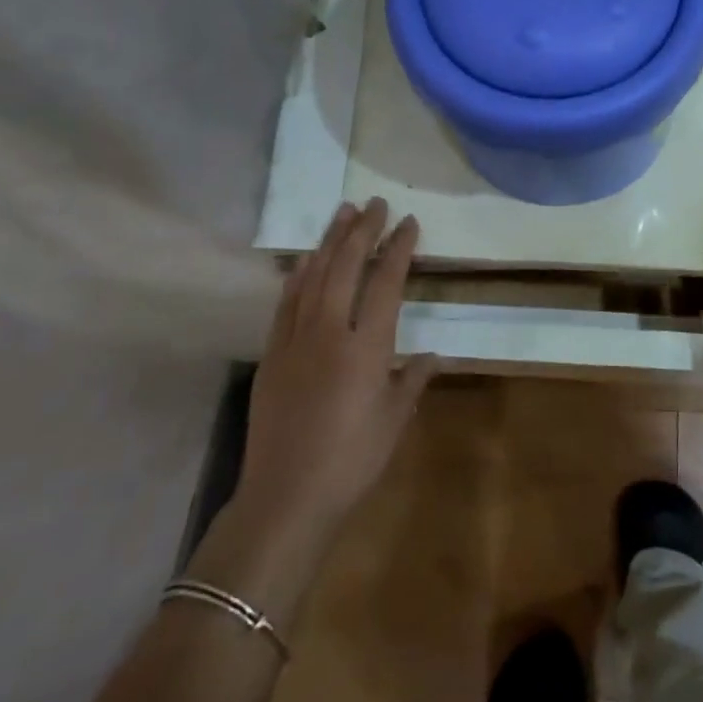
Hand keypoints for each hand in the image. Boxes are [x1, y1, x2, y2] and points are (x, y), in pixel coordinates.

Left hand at [190, 200, 435, 617]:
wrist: (286, 498)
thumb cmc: (352, 461)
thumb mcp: (395, 420)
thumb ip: (413, 379)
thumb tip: (431, 355)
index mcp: (367, 348)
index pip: (386, 283)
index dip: (398, 249)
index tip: (409, 223)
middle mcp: (330, 333)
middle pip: (346, 268)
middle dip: (363, 231)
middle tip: (375, 204)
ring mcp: (295, 341)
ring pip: (314, 277)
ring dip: (330, 242)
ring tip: (343, 213)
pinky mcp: (271, 354)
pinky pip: (287, 302)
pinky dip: (299, 275)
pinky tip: (307, 259)